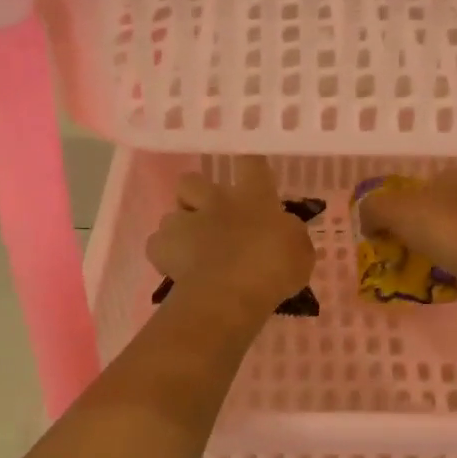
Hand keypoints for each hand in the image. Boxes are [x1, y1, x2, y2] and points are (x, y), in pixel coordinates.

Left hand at [145, 157, 315, 319]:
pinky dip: (164, 256)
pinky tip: (177, 270)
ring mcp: (185, 222)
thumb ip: (289, 235)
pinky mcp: (162, 248)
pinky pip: (157, 246)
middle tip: (208, 215)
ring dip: (179, 228)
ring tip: (190, 251)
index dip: (250, 164)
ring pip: (171, 214)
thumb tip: (282, 231)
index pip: (252, 163)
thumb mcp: (300, 252)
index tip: (250, 169)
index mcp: (253, 197)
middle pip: (192, 180)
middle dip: (195, 194)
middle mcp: (215, 201)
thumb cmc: (272, 269)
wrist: (229, 294)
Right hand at [356, 166, 456, 317]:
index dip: (400, 199)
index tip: (384, 222)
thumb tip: (366, 223)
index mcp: (455, 176)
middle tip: (388, 246)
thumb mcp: (393, 208)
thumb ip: (372, 209)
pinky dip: (439, 272)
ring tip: (401, 268)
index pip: (422, 182)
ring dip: (423, 252)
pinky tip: (424, 283)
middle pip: (431, 210)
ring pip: (443, 238)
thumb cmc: (445, 227)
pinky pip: (455, 263)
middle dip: (410, 228)